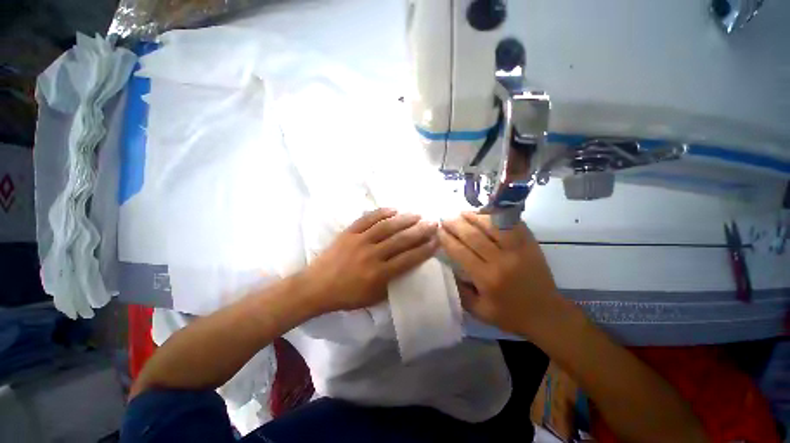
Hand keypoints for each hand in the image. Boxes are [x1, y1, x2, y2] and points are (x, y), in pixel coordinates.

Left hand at [303, 208, 438, 312]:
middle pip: (401, 240)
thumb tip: (408, 268)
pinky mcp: (349, 233)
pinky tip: (393, 209)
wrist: (316, 286)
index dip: (424, 249)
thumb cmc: (347, 295)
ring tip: (417, 214)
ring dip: (404, 219)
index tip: (436, 241)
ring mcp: (359, 241)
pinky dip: (381, 213)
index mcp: (379, 274)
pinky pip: (367, 219)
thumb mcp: (373, 298)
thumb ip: (392, 283)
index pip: (408, 259)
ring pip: (386, 227)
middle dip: (420, 231)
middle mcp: (372, 255)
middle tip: (432, 223)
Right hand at [438, 212, 558, 334]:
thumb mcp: (479, 310)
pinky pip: (512, 224)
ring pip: (492, 225)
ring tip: (461, 213)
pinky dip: (497, 216)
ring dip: (474, 216)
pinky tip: (486, 213)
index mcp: (487, 278)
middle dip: (455, 224)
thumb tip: (450, 268)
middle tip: (445, 219)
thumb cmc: (510, 315)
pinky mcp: (530, 244)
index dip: (446, 239)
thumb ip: (460, 290)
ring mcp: (518, 249)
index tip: (438, 231)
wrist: (547, 314)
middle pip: (473, 235)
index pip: (460, 252)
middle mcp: (501, 260)